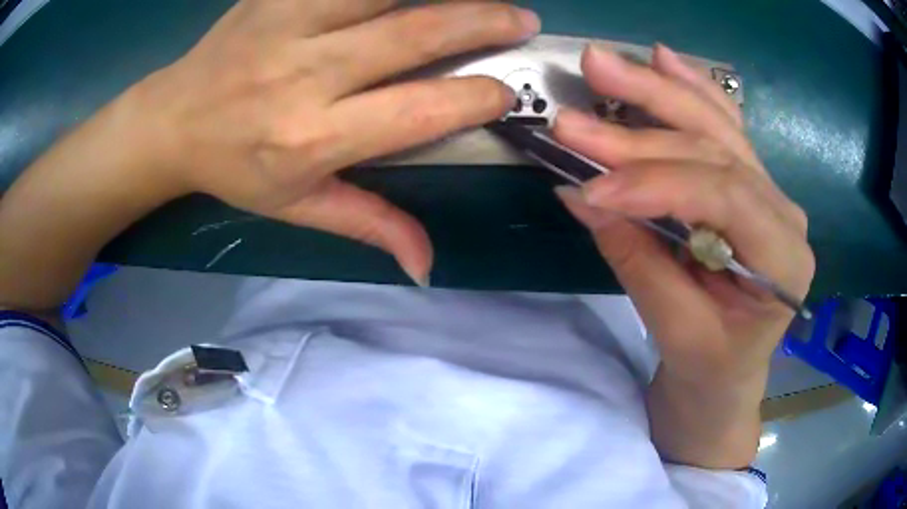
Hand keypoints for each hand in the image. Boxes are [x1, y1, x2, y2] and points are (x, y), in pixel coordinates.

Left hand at [128, 0, 540, 283]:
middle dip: (481, 22)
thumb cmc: (234, 169)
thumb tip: (427, 265)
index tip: (506, 92)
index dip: (474, 98)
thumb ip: (367, 224)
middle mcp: (305, 73)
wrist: (172, 121)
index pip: (417, 110)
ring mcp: (288, 21)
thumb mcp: (295, 207)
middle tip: (522, 20)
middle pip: (413, 33)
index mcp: (313, 137)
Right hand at [553, 45, 814, 385]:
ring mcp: (769, 191)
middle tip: (574, 116)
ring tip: (603, 65)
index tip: (591, 186)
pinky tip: (664, 60)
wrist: (729, 373)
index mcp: (784, 260)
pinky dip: (690, 90)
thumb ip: (636, 257)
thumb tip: (580, 194)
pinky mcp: (748, 183)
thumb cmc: (710, 367)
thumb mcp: (675, 330)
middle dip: (639, 131)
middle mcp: (785, 212)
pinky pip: (722, 127)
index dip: (655, 183)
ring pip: (714, 127)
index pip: (723, 196)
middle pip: (714, 150)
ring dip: (655, 92)